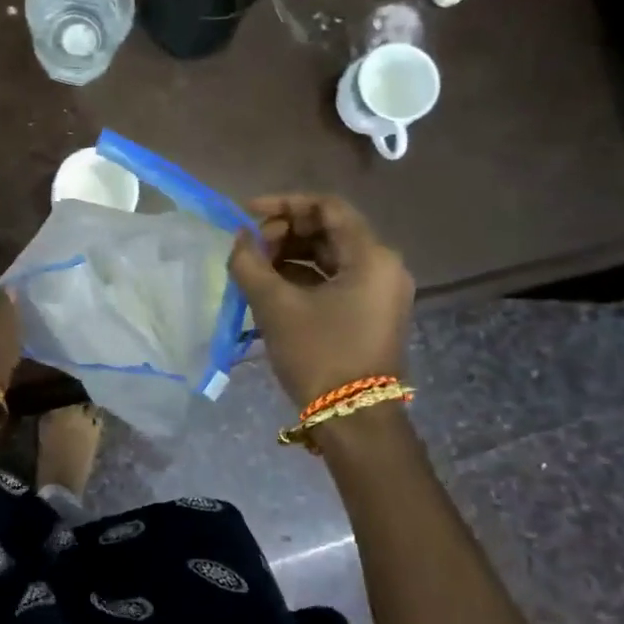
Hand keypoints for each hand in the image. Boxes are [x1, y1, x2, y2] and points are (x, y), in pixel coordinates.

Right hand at [228, 193, 413, 409]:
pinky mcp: (372, 313)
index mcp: (371, 256)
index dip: (284, 204)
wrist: (354, 420)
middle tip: (250, 248)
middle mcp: (384, 266)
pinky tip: (272, 288)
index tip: (247, 214)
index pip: (327, 207)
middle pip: (330, 230)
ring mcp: (381, 292)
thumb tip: (240, 239)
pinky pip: (336, 280)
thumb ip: (250, 264)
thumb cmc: (318, 354)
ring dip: (292, 255)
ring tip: (255, 269)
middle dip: (285, 233)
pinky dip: (304, 278)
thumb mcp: (275, 306)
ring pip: (331, 256)